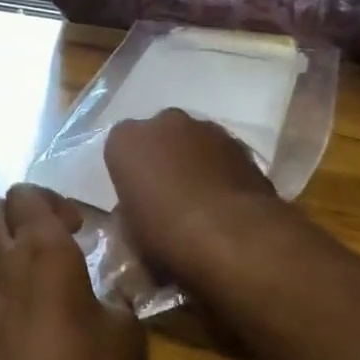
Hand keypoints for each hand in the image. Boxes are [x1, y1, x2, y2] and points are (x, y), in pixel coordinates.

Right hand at [104, 110, 279, 278]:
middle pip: (158, 137)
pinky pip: (220, 153)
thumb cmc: (168, 235)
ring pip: (192, 142)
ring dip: (192, 162)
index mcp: (127, 141)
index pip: (119, 149)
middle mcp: (164, 123)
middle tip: (167, 195)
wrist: (233, 236)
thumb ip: (130, 211)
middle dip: (161, 159)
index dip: (129, 173)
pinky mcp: (240, 142)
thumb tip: (140, 209)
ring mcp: (206, 128)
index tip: (136, 197)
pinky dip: (220, 169)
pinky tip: (225, 200)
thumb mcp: (131, 233)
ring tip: (201, 200)